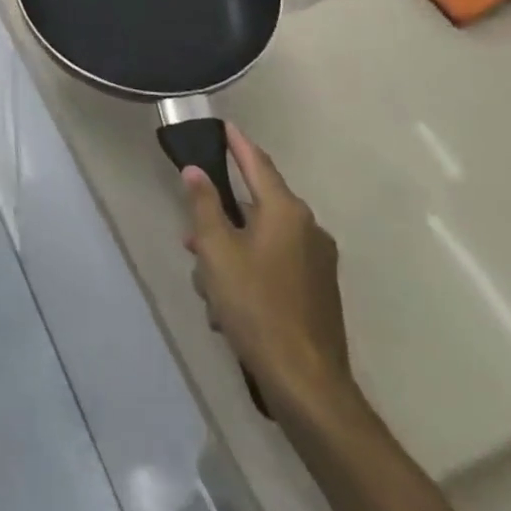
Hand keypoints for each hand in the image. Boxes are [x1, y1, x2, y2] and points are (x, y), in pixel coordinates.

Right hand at [181, 127, 354, 421]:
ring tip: (207, 285)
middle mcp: (308, 229)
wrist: (306, 383)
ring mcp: (317, 262)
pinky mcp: (318, 291)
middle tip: (192, 237)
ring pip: (262, 239)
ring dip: (231, 252)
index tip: (224, 126)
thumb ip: (204, 205)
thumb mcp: (217, 252)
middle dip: (221, 218)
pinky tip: (228, 306)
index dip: (238, 144)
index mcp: (286, 212)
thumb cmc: (255, 306)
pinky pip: (275, 264)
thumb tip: (195, 171)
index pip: (258, 163)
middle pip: (256, 205)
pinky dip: (249, 272)